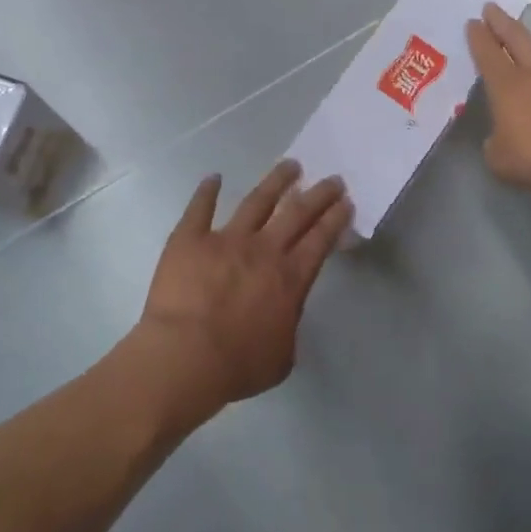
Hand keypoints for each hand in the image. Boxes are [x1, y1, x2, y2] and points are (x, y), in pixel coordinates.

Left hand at [136, 160, 352, 422]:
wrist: (184, 357)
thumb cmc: (237, 365)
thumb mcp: (281, 358)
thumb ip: (287, 328)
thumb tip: (284, 313)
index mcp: (289, 278)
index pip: (320, 240)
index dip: (335, 218)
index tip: (345, 202)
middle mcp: (263, 250)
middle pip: (297, 213)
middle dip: (319, 194)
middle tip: (332, 179)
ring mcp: (225, 239)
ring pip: (257, 201)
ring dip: (276, 181)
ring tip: (290, 166)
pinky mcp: (190, 238)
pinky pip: (200, 208)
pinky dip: (207, 191)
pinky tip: (214, 178)